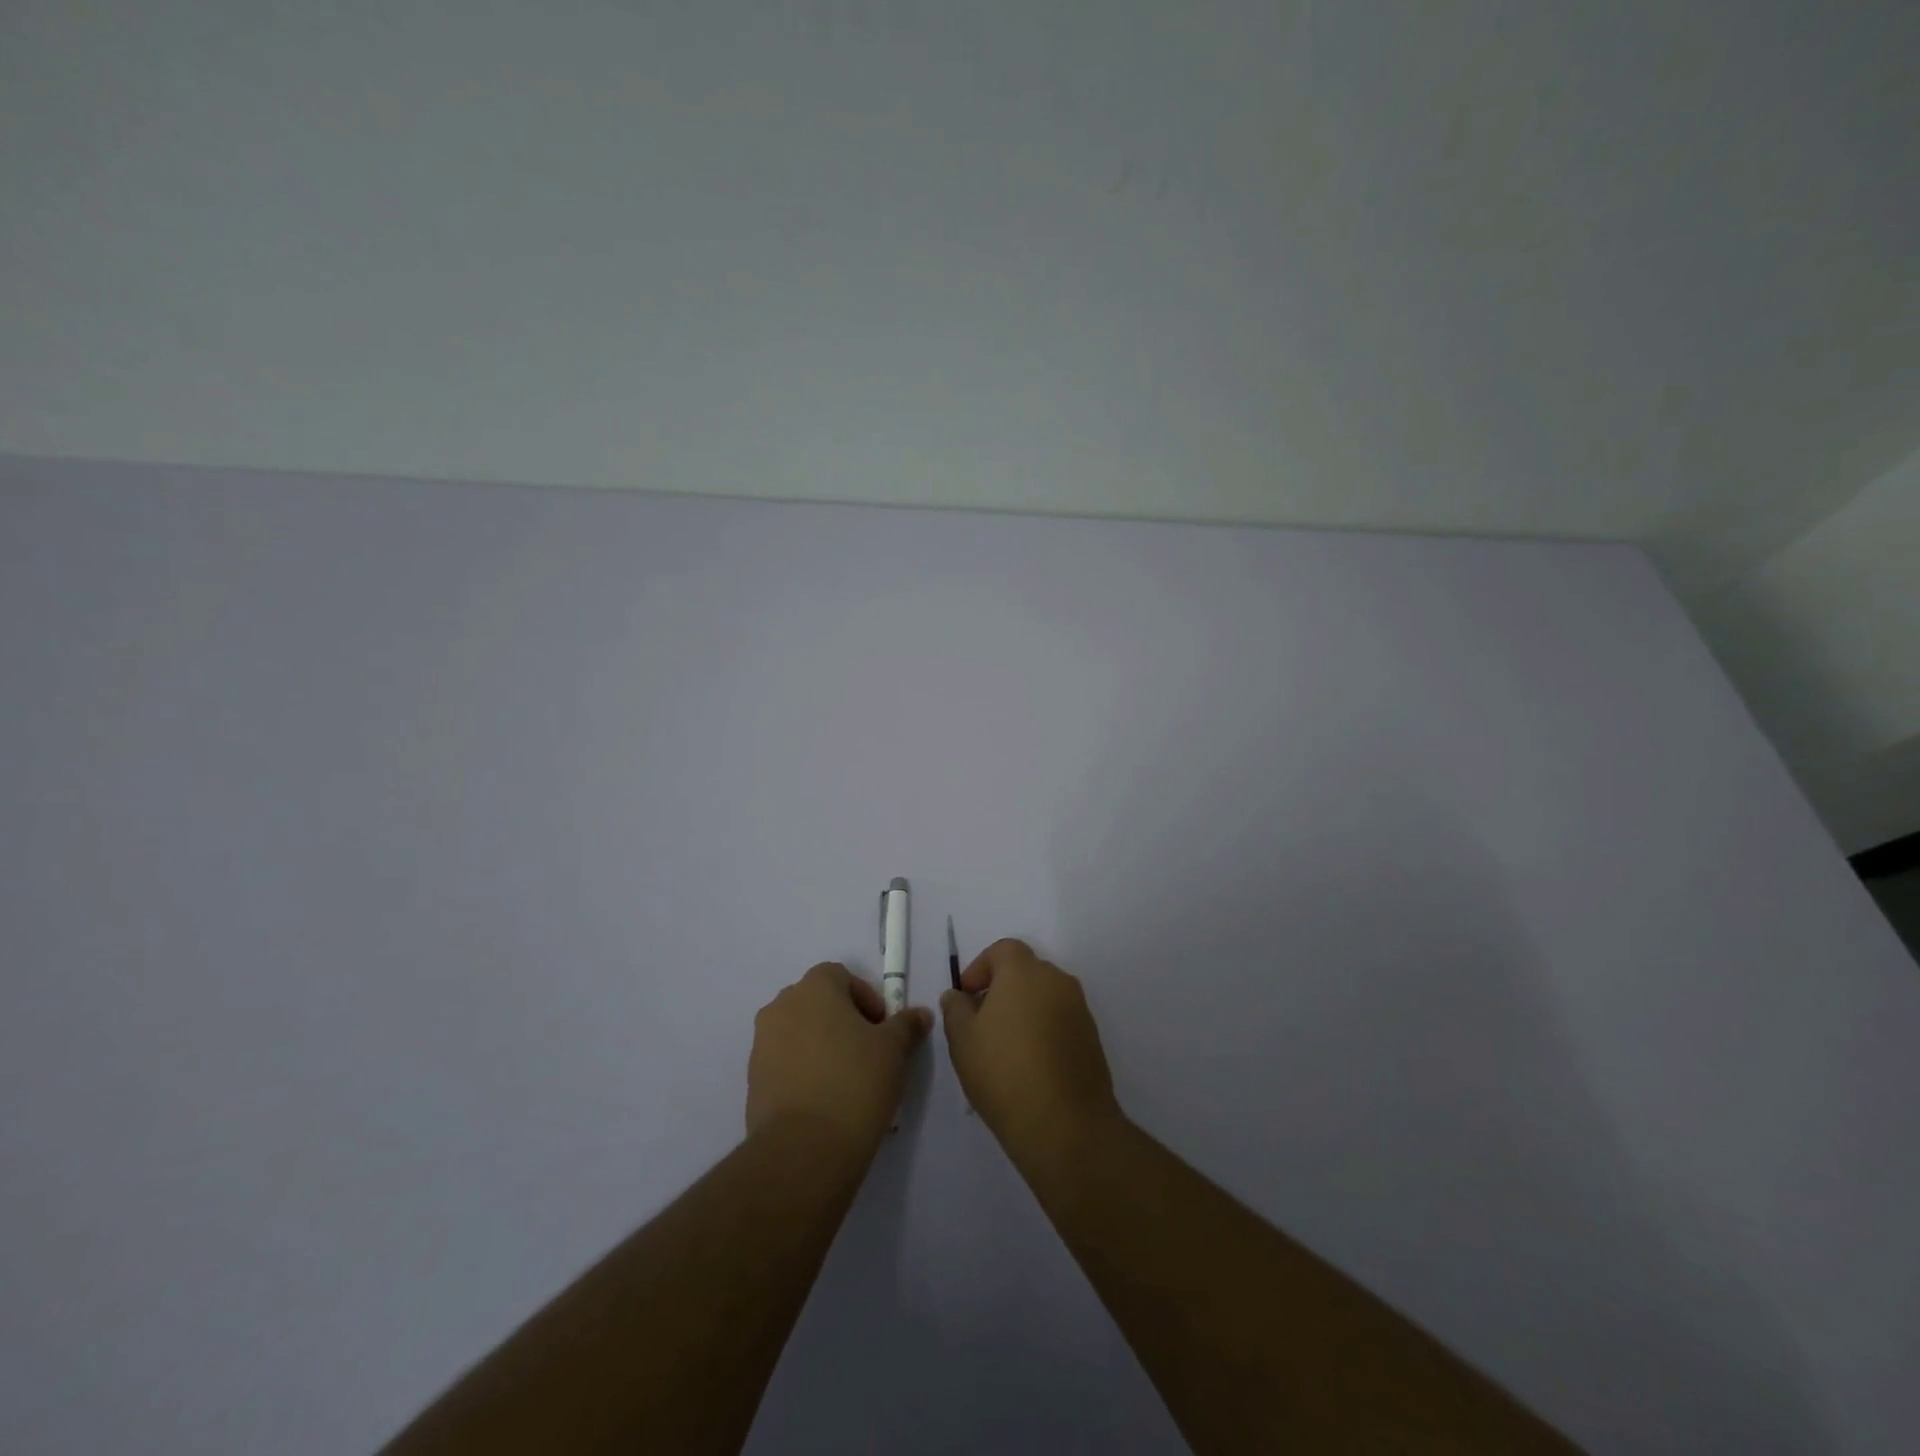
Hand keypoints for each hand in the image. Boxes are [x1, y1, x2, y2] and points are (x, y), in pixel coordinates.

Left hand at [746, 962, 931, 1159]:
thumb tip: (920, 1014)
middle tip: (867, 1051)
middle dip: (841, 1019)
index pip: (840, 975)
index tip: (881, 1028)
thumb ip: (906, 1025)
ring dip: (820, 1045)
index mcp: (814, 988)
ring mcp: (762, 1044)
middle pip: (816, 1002)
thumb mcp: (894, 1050)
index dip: (864, 997)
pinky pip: (783, 1063)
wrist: (804, 1149)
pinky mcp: (752, 1080)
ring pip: (798, 1032)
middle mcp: (781, 1007)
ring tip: (846, 1079)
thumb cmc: (855, 1081)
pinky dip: (803, 1071)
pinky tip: (824, 1100)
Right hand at [940, 939, 1123, 1162]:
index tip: (966, 997)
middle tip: (981, 1021)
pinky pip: (1060, 1019)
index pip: (1002, 950)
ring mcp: (1079, 1009)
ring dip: (1024, 1010)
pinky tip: (1029, 1064)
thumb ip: (955, 1009)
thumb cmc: (1004, 1072)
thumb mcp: (962, 1040)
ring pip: (1044, 996)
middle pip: (1025, 970)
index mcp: (1024, 971)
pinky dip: (1044, 1029)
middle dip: (1002, 988)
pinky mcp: (1092, 1037)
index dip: (980, 968)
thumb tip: (958, 996)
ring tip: (1004, 1047)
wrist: (1065, 1124)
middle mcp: (1056, 980)